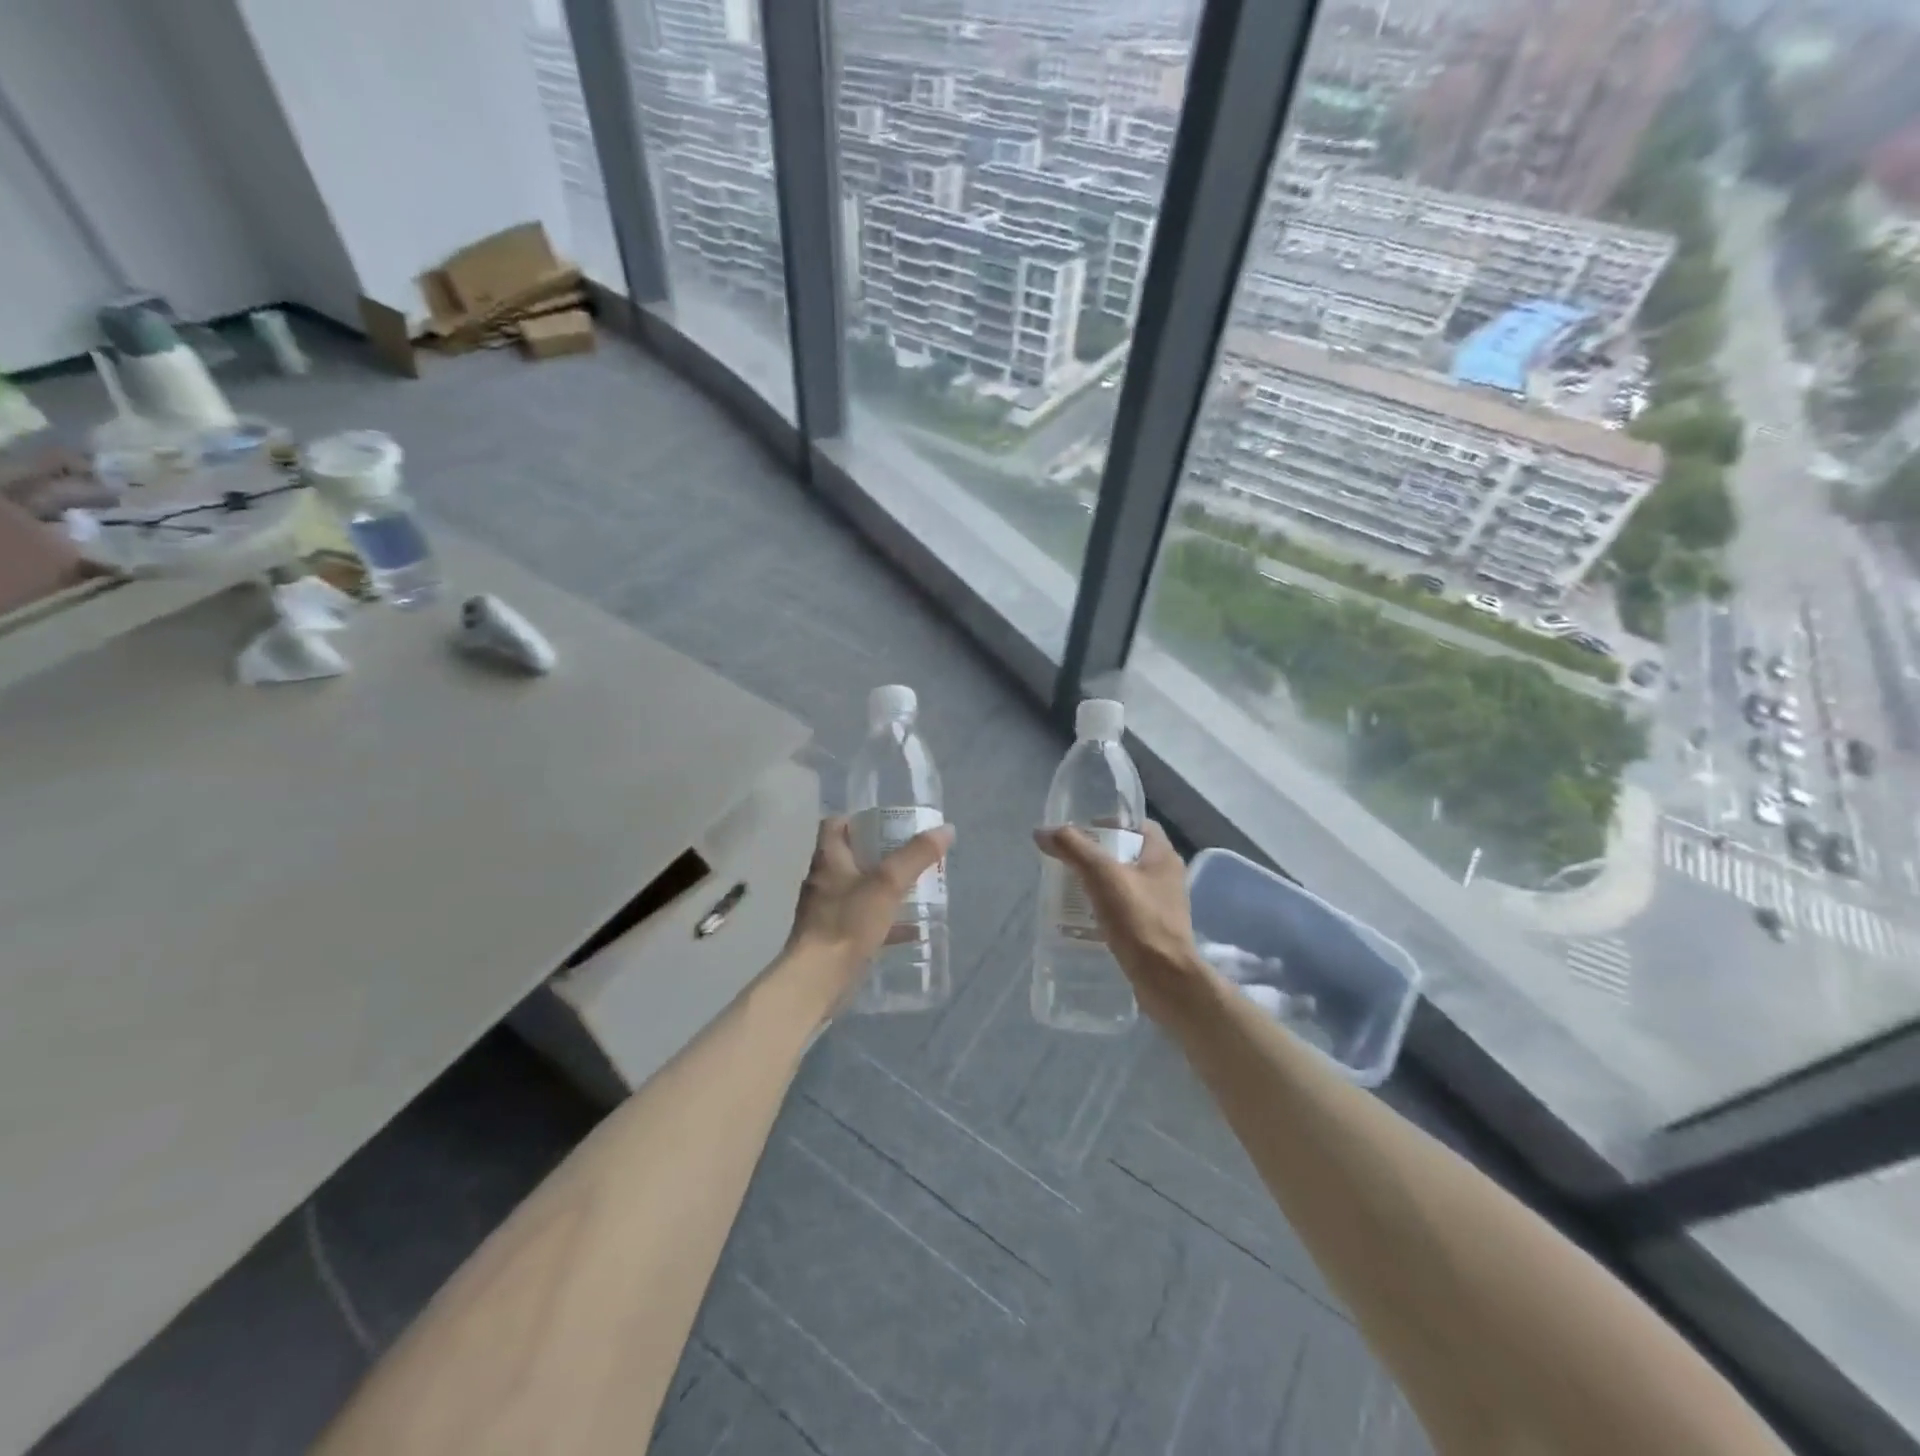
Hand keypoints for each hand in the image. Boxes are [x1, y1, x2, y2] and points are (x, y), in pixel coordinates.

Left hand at [783, 816, 954, 1011]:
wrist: (818, 979)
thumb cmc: (848, 922)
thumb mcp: (888, 884)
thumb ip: (916, 856)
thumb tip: (945, 829)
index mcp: (828, 860)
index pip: (835, 825)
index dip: (858, 818)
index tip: (886, 822)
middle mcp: (823, 881)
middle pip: (849, 857)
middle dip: (878, 854)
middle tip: (910, 854)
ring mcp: (826, 912)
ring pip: (857, 890)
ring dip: (882, 888)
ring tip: (915, 887)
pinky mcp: (833, 938)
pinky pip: (862, 921)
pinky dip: (885, 921)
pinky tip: (911, 930)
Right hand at [1032, 821, 1211, 1023]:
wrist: (1165, 979)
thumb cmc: (1138, 919)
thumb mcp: (1101, 875)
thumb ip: (1072, 848)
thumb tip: (1042, 831)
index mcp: (1163, 856)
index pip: (1138, 825)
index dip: (1111, 822)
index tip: (1082, 830)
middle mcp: (1167, 876)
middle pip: (1129, 854)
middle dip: (1099, 854)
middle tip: (1069, 859)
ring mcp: (1163, 906)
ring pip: (1126, 883)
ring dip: (1101, 883)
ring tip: (1070, 888)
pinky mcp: (1155, 931)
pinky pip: (1127, 910)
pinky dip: (1106, 908)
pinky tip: (1084, 918)